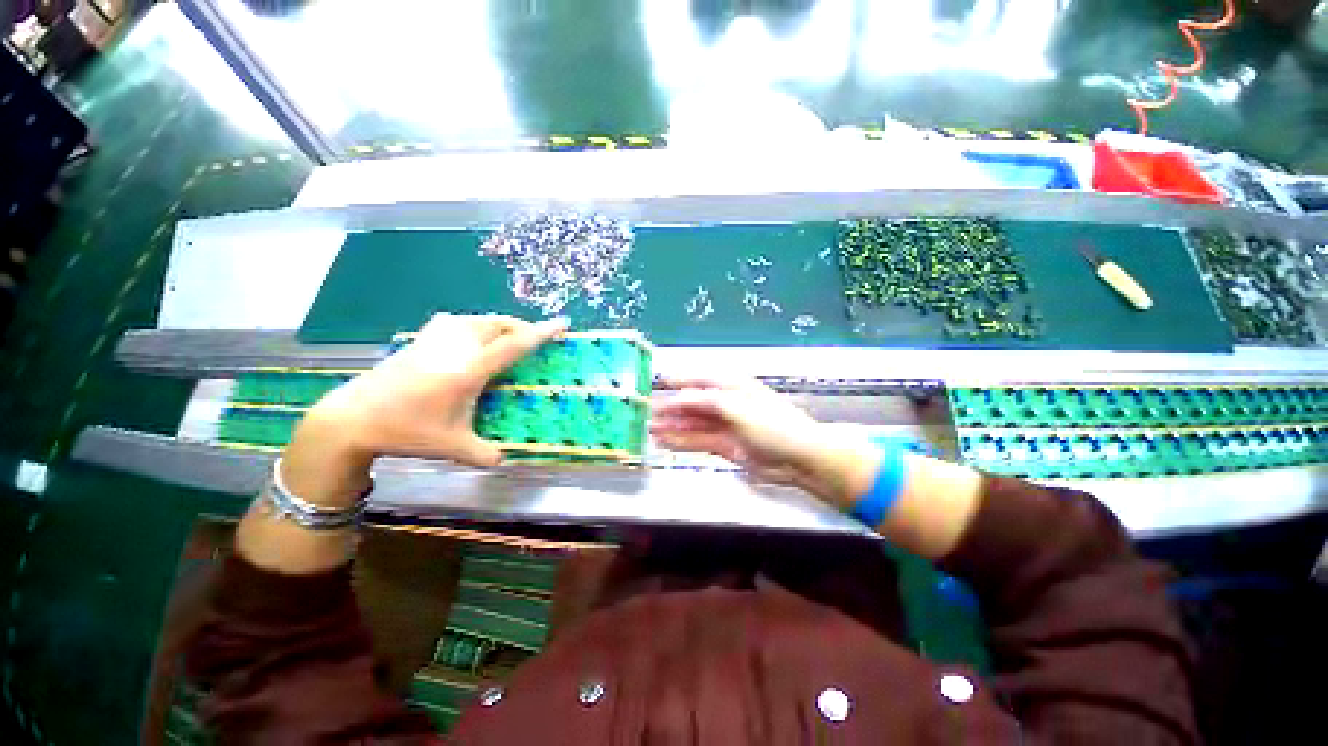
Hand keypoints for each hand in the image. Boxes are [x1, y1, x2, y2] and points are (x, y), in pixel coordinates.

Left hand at [283, 313, 567, 506]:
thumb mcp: (452, 446)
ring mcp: (435, 338)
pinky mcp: (421, 338)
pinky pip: (459, 321)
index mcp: (469, 370)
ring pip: (479, 318)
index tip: (562, 322)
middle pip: (499, 323)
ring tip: (508, 338)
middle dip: (522, 327)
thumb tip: (507, 459)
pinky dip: (475, 324)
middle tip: (534, 339)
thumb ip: (485, 454)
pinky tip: (470, 338)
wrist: (352, 418)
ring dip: (499, 324)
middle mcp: (456, 346)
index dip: (541, 333)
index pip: (514, 345)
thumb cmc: (406, 430)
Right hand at [650, 376, 878, 508]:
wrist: (798, 457)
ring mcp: (725, 426)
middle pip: (693, 403)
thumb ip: (704, 401)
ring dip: (672, 426)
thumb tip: (677, 398)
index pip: (700, 379)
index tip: (657, 382)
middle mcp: (726, 403)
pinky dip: (682, 441)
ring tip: (649, 430)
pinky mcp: (725, 446)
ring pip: (693, 423)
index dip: (679, 380)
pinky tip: (665, 441)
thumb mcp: (735, 406)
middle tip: (646, 413)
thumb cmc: (770, 423)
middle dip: (671, 408)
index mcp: (732, 386)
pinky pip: (698, 441)